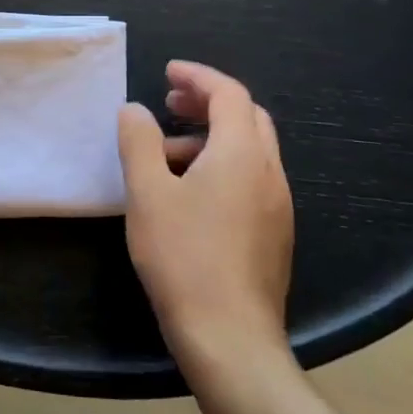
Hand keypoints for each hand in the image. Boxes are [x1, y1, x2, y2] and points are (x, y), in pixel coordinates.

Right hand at [118, 61, 293, 371]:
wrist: (231, 340)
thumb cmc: (184, 258)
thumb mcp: (147, 193)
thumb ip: (139, 141)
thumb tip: (134, 109)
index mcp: (242, 153)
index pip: (228, 93)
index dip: (197, 76)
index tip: (167, 73)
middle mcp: (269, 172)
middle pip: (246, 116)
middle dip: (208, 101)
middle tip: (170, 103)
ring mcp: (278, 205)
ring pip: (250, 148)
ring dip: (213, 135)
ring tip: (169, 152)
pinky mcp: (275, 233)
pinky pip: (252, 178)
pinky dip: (224, 164)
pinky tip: (191, 193)